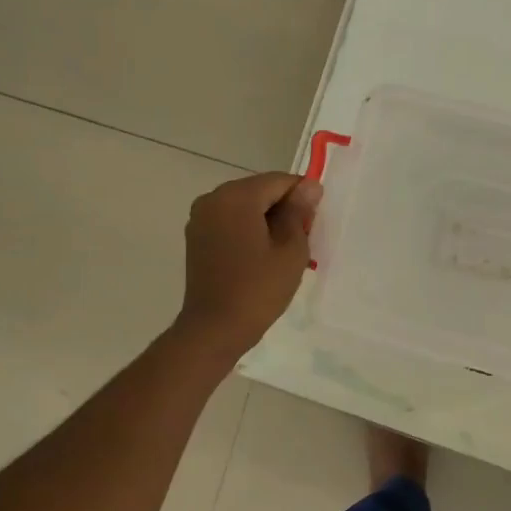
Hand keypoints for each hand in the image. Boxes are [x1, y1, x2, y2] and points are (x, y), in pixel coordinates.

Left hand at [174, 172, 321, 359]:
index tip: (314, 224)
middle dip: (283, 209)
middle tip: (301, 242)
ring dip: (266, 221)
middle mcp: (213, 198)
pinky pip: (230, 222)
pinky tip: (259, 257)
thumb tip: (309, 186)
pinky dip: (248, 231)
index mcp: (236, 196)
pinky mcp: (196, 237)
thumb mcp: (291, 249)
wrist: (215, 328)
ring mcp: (200, 218)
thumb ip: (299, 212)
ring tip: (280, 253)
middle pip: (260, 191)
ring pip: (245, 207)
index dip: (302, 197)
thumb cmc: (259, 289)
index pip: (279, 181)